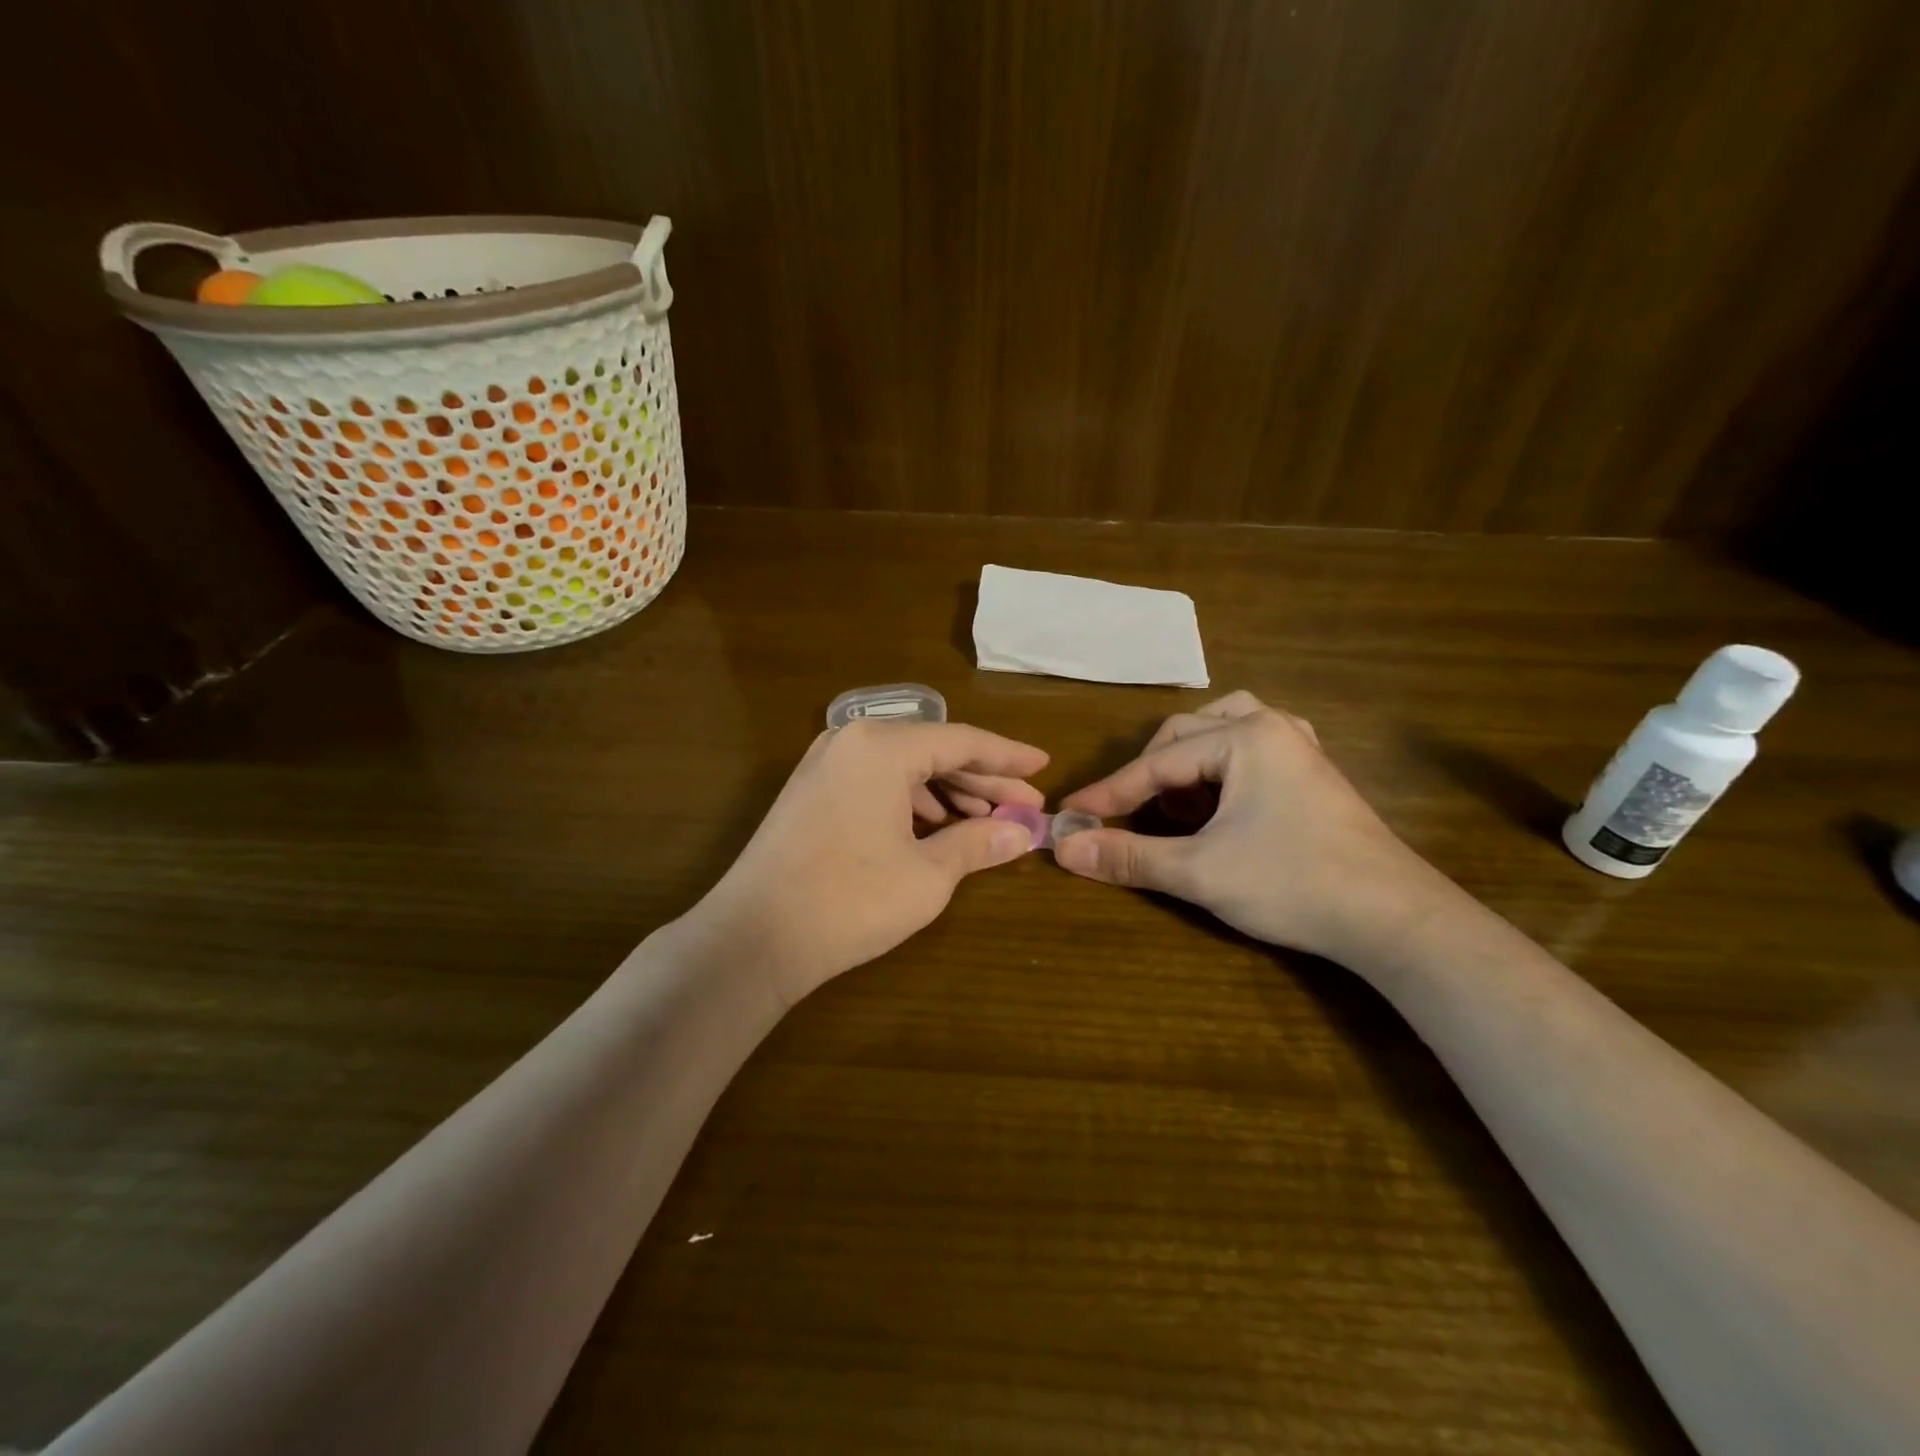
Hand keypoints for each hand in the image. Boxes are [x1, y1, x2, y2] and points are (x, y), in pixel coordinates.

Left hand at [691, 719, 1047, 1004]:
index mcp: (882, 746)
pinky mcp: (811, 792)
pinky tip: (936, 828)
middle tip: (1026, 808)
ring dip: (949, 794)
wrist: (753, 938)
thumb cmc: (849, 900)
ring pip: (904, 769)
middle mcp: (851, 741)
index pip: (963, 741)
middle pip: (933, 753)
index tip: (1043, 766)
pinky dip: (912, 803)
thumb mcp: (927, 875)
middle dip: (983, 782)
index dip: (1008, 758)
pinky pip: (876, 783)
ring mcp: (825, 765)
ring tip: (988, 823)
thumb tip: (1023, 834)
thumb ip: (979, 844)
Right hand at [1055, 691, 1444, 959]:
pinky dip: (1222, 767)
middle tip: (1130, 815)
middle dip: (1150, 774)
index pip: (1157, 762)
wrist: (1394, 919)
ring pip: (1222, 731)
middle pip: (1186, 734)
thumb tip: (1065, 847)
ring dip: (1187, 763)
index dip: (1110, 793)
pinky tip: (1222, 798)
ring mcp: (1299, 748)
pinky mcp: (1314, 774)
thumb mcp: (1199, 871)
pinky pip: (1253, 748)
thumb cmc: (1293, 883)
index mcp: (1244, 737)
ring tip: (1177, 801)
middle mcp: (1272, 727)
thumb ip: (1129, 856)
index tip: (1070, 815)